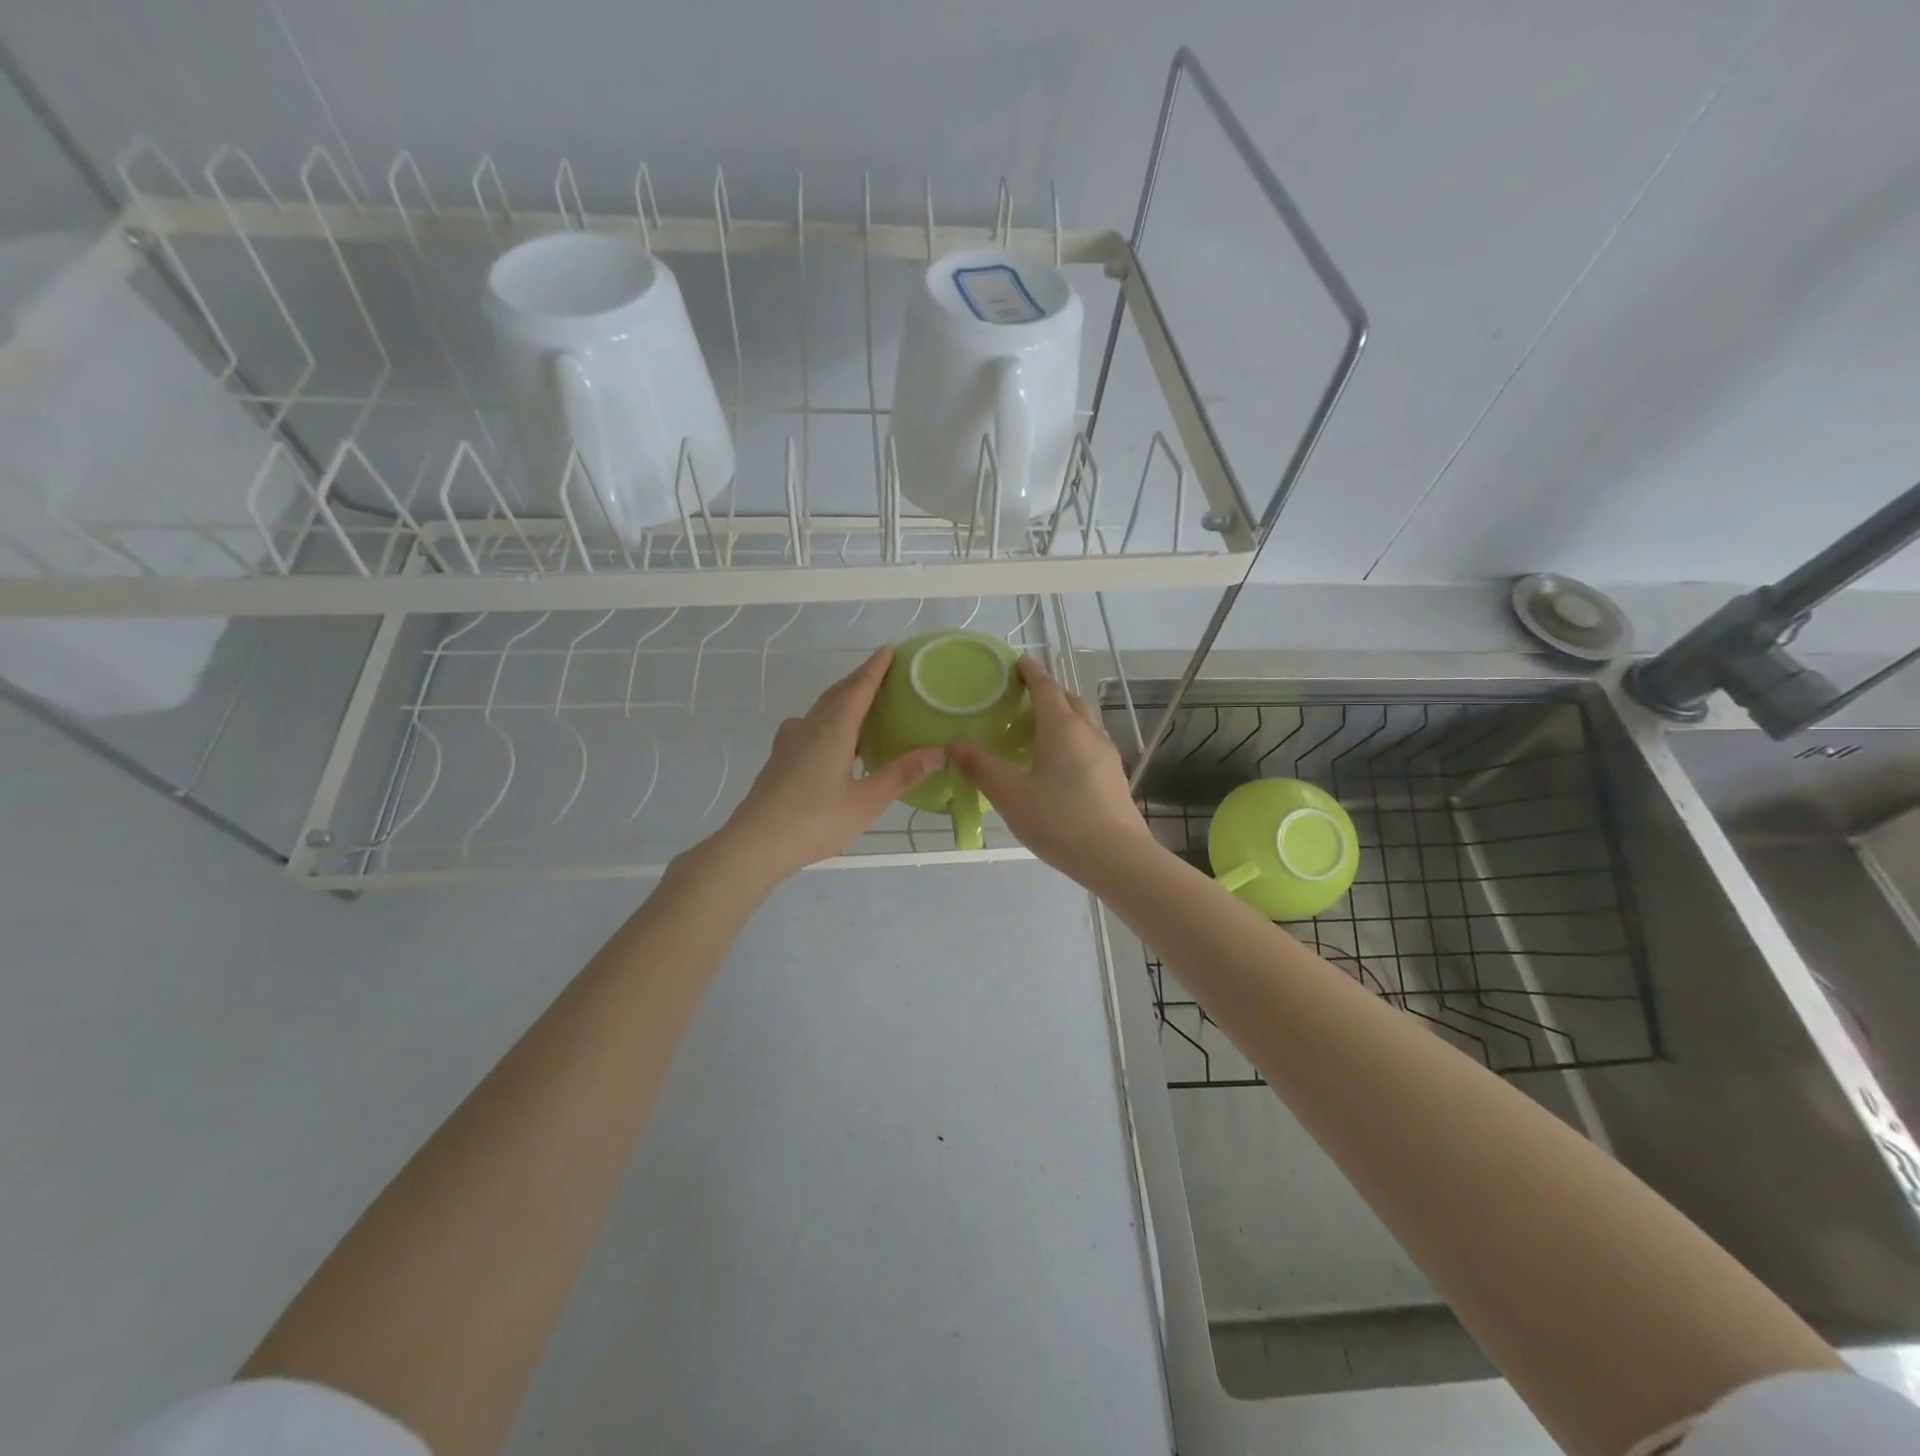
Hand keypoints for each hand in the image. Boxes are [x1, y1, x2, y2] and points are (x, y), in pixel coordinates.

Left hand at [703, 647, 941, 891]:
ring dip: (843, 701)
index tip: (889, 650)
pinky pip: (810, 726)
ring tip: (865, 706)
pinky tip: (837, 742)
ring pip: (821, 710)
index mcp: (832, 730)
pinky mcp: (780, 759)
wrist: (755, 844)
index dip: (875, 669)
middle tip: (884, 674)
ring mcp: (790, 743)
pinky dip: (830, 721)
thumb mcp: (866, 802)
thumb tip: (938, 753)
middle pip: (837, 694)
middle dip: (860, 680)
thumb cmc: (814, 821)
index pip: (858, 689)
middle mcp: (809, 727)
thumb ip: (901, 775)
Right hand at [948, 657, 1151, 882]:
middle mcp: (1088, 733)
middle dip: (1050, 691)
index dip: (1031, 672)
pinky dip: (1075, 738)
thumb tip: (954, 744)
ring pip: (1086, 721)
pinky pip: (1092, 743)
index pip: (1046, 688)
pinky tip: (1062, 762)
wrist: (1117, 857)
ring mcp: (1107, 754)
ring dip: (1066, 714)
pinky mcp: (1114, 776)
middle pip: (1070, 700)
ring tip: (1043, 728)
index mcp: (1062, 729)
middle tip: (1027, 696)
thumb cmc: (1060, 821)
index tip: (1019, 662)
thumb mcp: (1011, 796)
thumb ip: (982, 768)